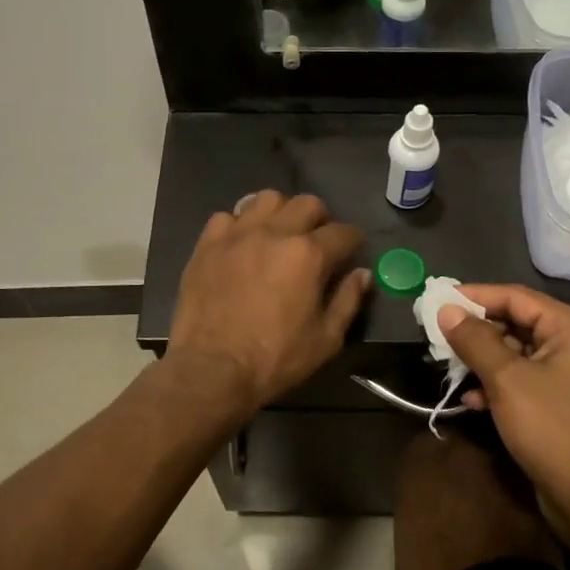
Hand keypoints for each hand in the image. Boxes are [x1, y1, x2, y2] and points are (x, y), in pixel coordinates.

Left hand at [167, 191, 370, 413]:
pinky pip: (227, 217)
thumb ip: (348, 300)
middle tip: (318, 241)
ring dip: (280, 212)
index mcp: (308, 254)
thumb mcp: (326, 339)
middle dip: (320, 218)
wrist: (211, 369)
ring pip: (266, 199)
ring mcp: (237, 234)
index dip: (354, 240)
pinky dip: (240, 225)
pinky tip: (241, 244)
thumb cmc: (274, 359)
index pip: (343, 232)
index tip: (353, 249)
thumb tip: (362, 273)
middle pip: (307, 203)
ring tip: (279, 234)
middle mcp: (275, 233)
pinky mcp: (207, 244)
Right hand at [436, 284, 569, 532]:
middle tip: (438, 334)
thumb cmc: (550, 428)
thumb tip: (445, 309)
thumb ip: (474, 340)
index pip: (516, 297)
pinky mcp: (560, 399)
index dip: (475, 296)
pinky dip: (496, 383)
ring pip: (516, 351)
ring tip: (449, 367)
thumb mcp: (505, 379)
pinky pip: (522, 376)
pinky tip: (471, 400)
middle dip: (476, 331)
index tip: (438, 300)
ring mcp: (569, 372)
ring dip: (482, 359)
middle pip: (516, 322)